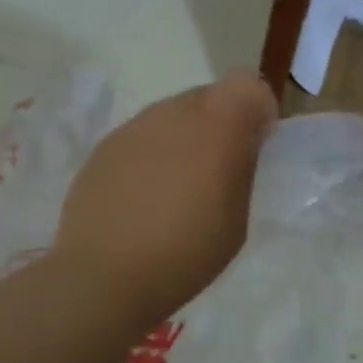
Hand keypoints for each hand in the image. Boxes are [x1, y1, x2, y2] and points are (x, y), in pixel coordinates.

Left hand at [54, 71, 277, 325]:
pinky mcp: (104, 148)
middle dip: (222, 123)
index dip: (258, 110)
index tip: (257, 145)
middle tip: (220, 170)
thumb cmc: (187, 252)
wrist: (104, 277)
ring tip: (179, 187)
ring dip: (185, 138)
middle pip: (210, 96)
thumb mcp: (237, 216)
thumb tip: (243, 142)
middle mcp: (173, 113)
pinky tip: (146, 197)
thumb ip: (243, 167)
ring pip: (173, 115)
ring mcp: (133, 127)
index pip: (248, 85)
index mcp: (216, 127)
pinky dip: (154, 155)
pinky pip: (143, 137)